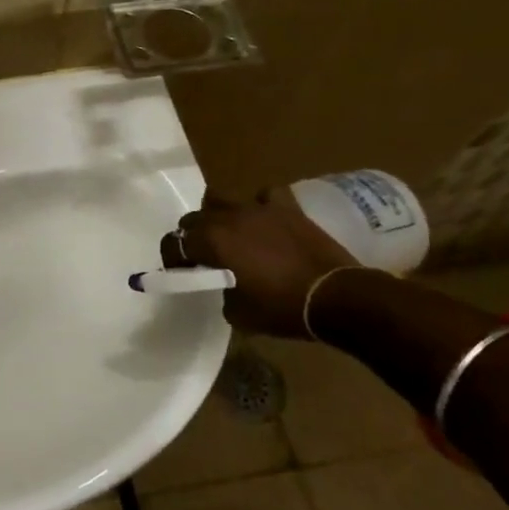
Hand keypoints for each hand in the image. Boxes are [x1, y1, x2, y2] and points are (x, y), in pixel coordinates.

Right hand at [163, 187, 357, 336]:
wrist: (336, 297)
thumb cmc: (281, 308)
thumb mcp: (237, 313)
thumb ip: (221, 292)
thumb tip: (224, 285)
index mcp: (211, 242)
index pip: (174, 243)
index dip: (172, 259)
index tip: (181, 273)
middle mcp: (228, 218)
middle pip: (194, 218)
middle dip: (192, 237)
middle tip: (203, 257)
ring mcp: (259, 209)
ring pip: (222, 198)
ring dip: (218, 216)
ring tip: (230, 235)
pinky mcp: (287, 209)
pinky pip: (264, 196)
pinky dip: (259, 206)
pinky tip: (264, 222)